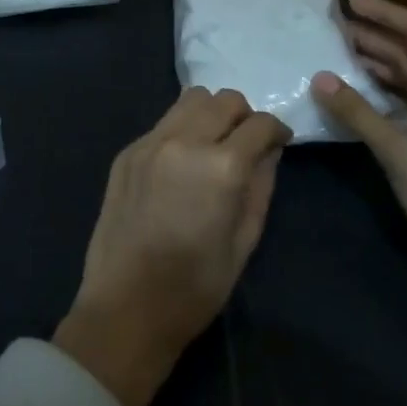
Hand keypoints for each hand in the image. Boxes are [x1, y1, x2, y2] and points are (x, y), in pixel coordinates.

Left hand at [54, 88, 290, 405]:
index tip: (280, 143)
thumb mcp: (245, 240)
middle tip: (247, 144)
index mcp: (221, 166)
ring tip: (213, 145)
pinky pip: (163, 123)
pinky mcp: (127, 152)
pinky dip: (181, 130)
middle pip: (224, 100)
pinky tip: (181, 163)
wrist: (127, 305)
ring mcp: (150, 143)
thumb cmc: (196, 285)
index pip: (260, 124)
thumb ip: (261, 185)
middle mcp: (184, 141)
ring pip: (190, 100)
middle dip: (244, 116)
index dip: (277, 130)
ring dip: (210, 114)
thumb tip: (270, 151)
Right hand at [313, 0, 406, 345]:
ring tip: (337, 54)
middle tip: (333, 29)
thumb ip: (359, 112)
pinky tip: (354, 94)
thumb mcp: (400, 153)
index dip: (389, 14)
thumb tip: (320, 76)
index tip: (351, 4)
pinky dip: (381, 94)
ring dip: (378, 65)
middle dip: (377, 37)